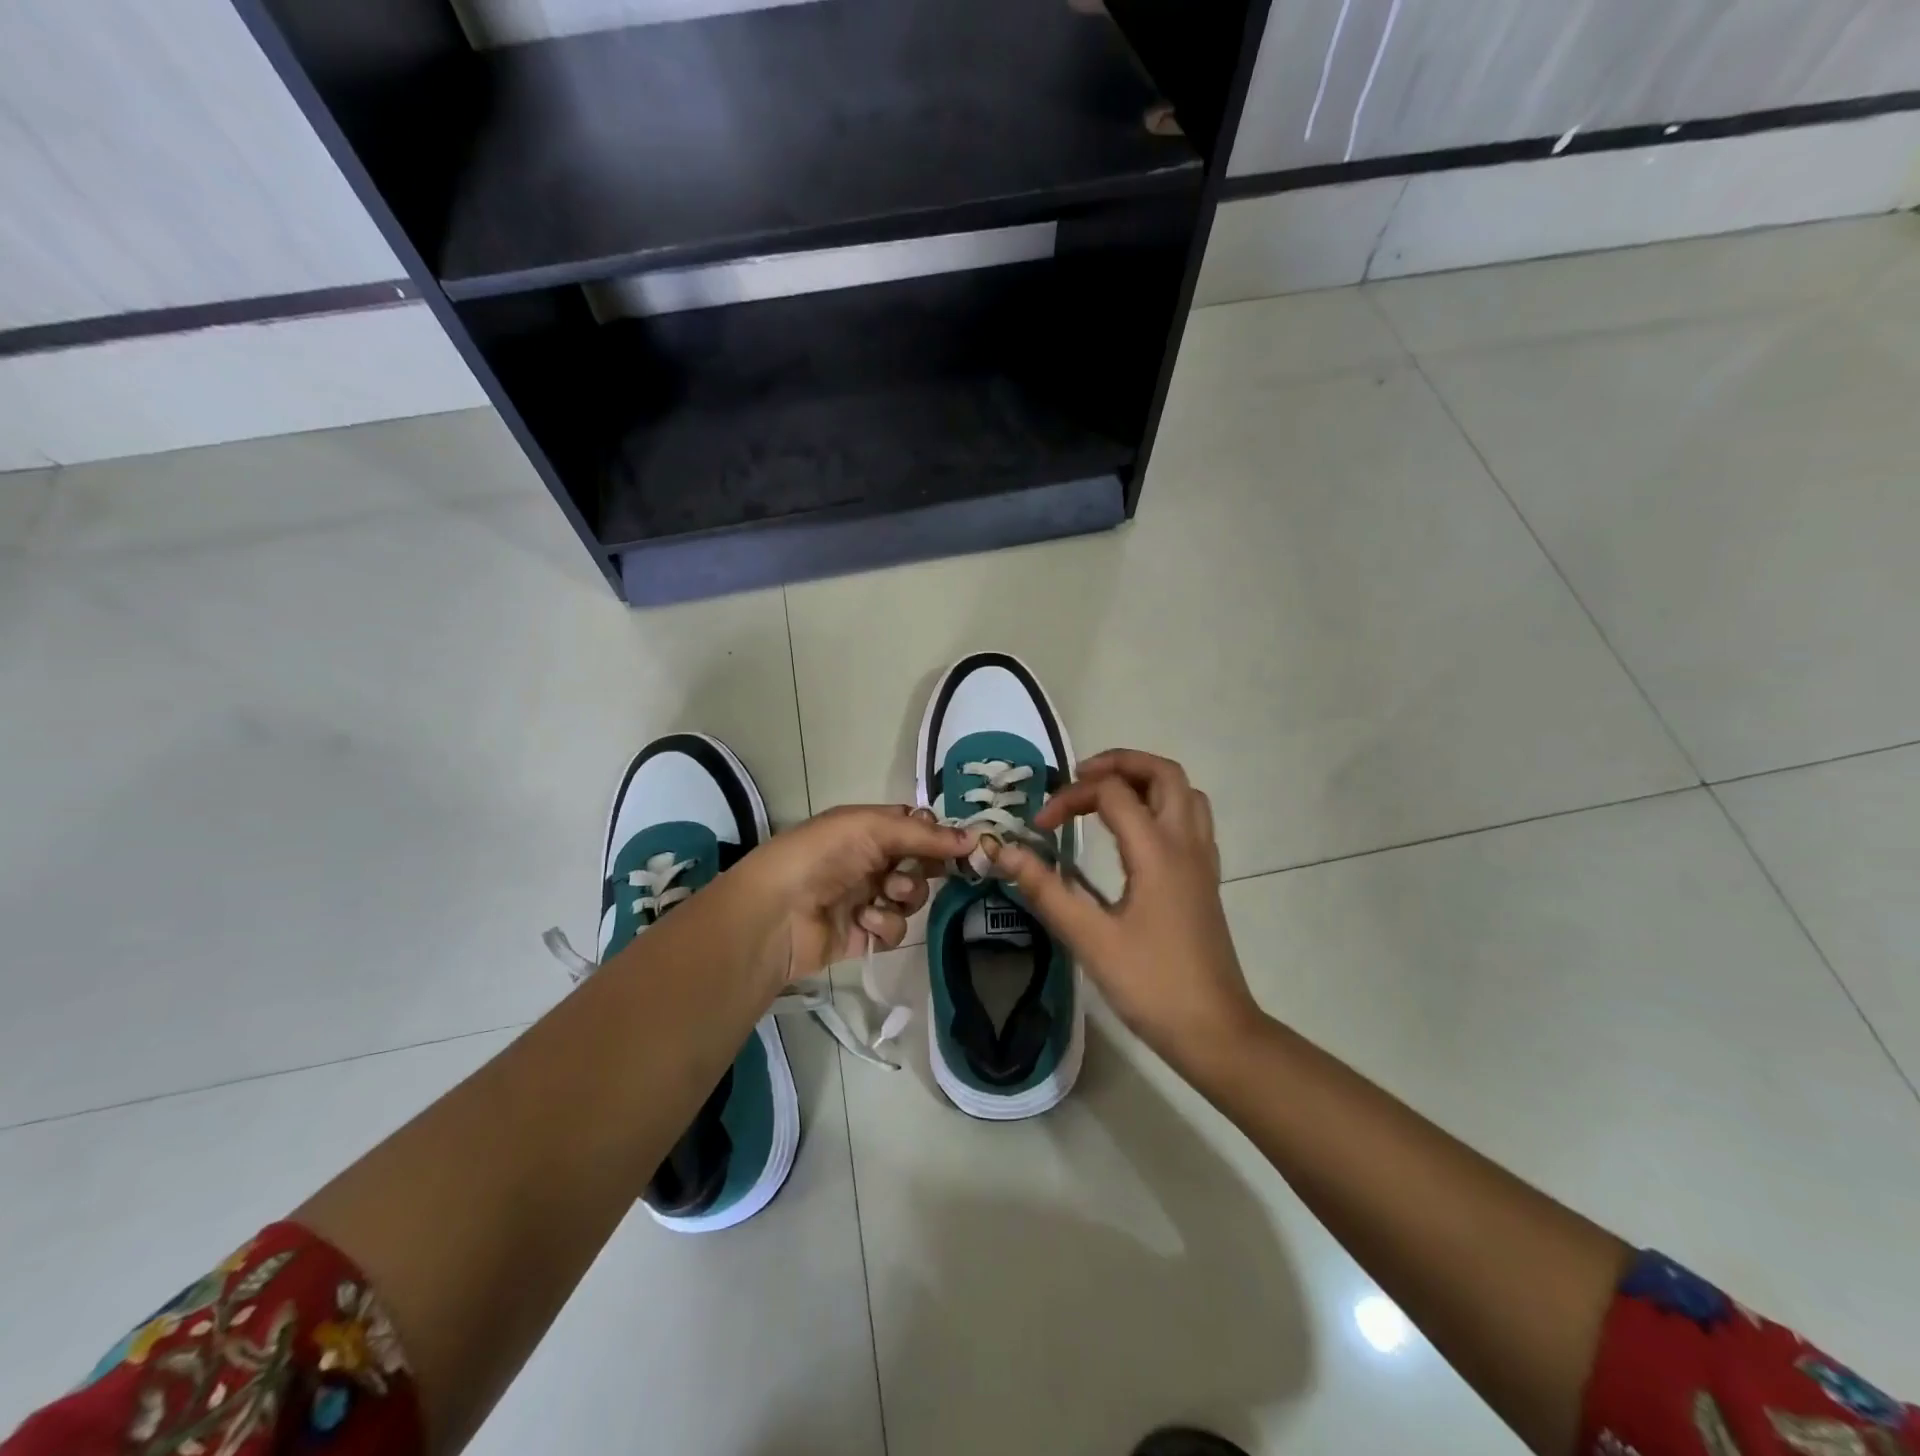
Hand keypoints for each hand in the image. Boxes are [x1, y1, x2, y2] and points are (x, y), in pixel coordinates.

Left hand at [733, 805, 973, 982]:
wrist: (775, 913)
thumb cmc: (821, 856)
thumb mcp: (871, 828)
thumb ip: (923, 834)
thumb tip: (974, 837)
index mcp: (868, 828)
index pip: (916, 827)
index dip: (939, 836)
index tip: (965, 845)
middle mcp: (870, 860)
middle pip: (920, 863)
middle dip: (925, 868)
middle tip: (925, 870)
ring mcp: (868, 898)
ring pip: (912, 897)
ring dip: (905, 895)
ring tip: (884, 895)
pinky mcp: (864, 934)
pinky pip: (895, 929)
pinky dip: (886, 924)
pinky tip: (865, 921)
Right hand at [992, 750, 1263, 1069]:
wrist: (1214, 1030)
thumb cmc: (1151, 985)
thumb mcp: (1089, 939)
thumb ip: (1045, 889)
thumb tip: (1002, 850)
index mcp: (1157, 851)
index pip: (1111, 793)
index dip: (1069, 798)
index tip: (1039, 827)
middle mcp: (1186, 843)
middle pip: (1163, 773)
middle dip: (1119, 763)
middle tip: (1079, 779)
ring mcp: (1202, 860)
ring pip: (1184, 792)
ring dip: (1145, 781)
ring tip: (1106, 798)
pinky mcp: (1206, 879)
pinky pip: (1191, 819)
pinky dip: (1162, 806)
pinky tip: (1135, 834)